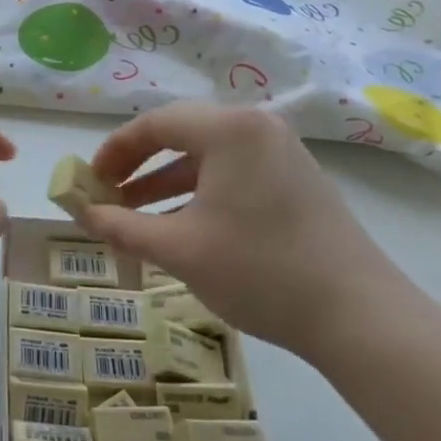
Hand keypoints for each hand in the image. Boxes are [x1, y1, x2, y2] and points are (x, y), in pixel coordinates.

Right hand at [76, 102, 409, 356]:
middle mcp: (258, 128)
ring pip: (207, 158)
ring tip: (132, 215)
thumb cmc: (260, 271)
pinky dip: (198, 194)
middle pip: (181, 134)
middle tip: (107, 195)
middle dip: (137, 166)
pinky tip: (180, 226)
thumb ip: (121, 226)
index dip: (114, 151)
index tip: (88, 181)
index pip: (155, 124)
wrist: (359, 316)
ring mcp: (283, 154)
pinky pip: (233, 174)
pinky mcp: (297, 182)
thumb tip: (81, 212)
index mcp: (230, 130)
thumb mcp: (179, 249)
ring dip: (165, 183)